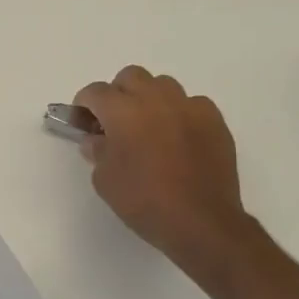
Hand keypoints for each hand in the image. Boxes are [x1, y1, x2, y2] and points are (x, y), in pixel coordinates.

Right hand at [75, 66, 259, 276]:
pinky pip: (193, 104)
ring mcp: (189, 108)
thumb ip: (97, 151)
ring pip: (163, 85)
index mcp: (123, 111)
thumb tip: (97, 140)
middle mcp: (155, 99)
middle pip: (131, 76)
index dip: (84, 104)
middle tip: (115, 120)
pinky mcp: (215, 122)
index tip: (83, 121)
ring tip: (149, 126)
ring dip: (150, 99)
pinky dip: (181, 114)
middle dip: (118, 93)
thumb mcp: (104, 180)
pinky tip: (179, 137)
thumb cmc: (144, 201)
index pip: (95, 92)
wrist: (201, 223)